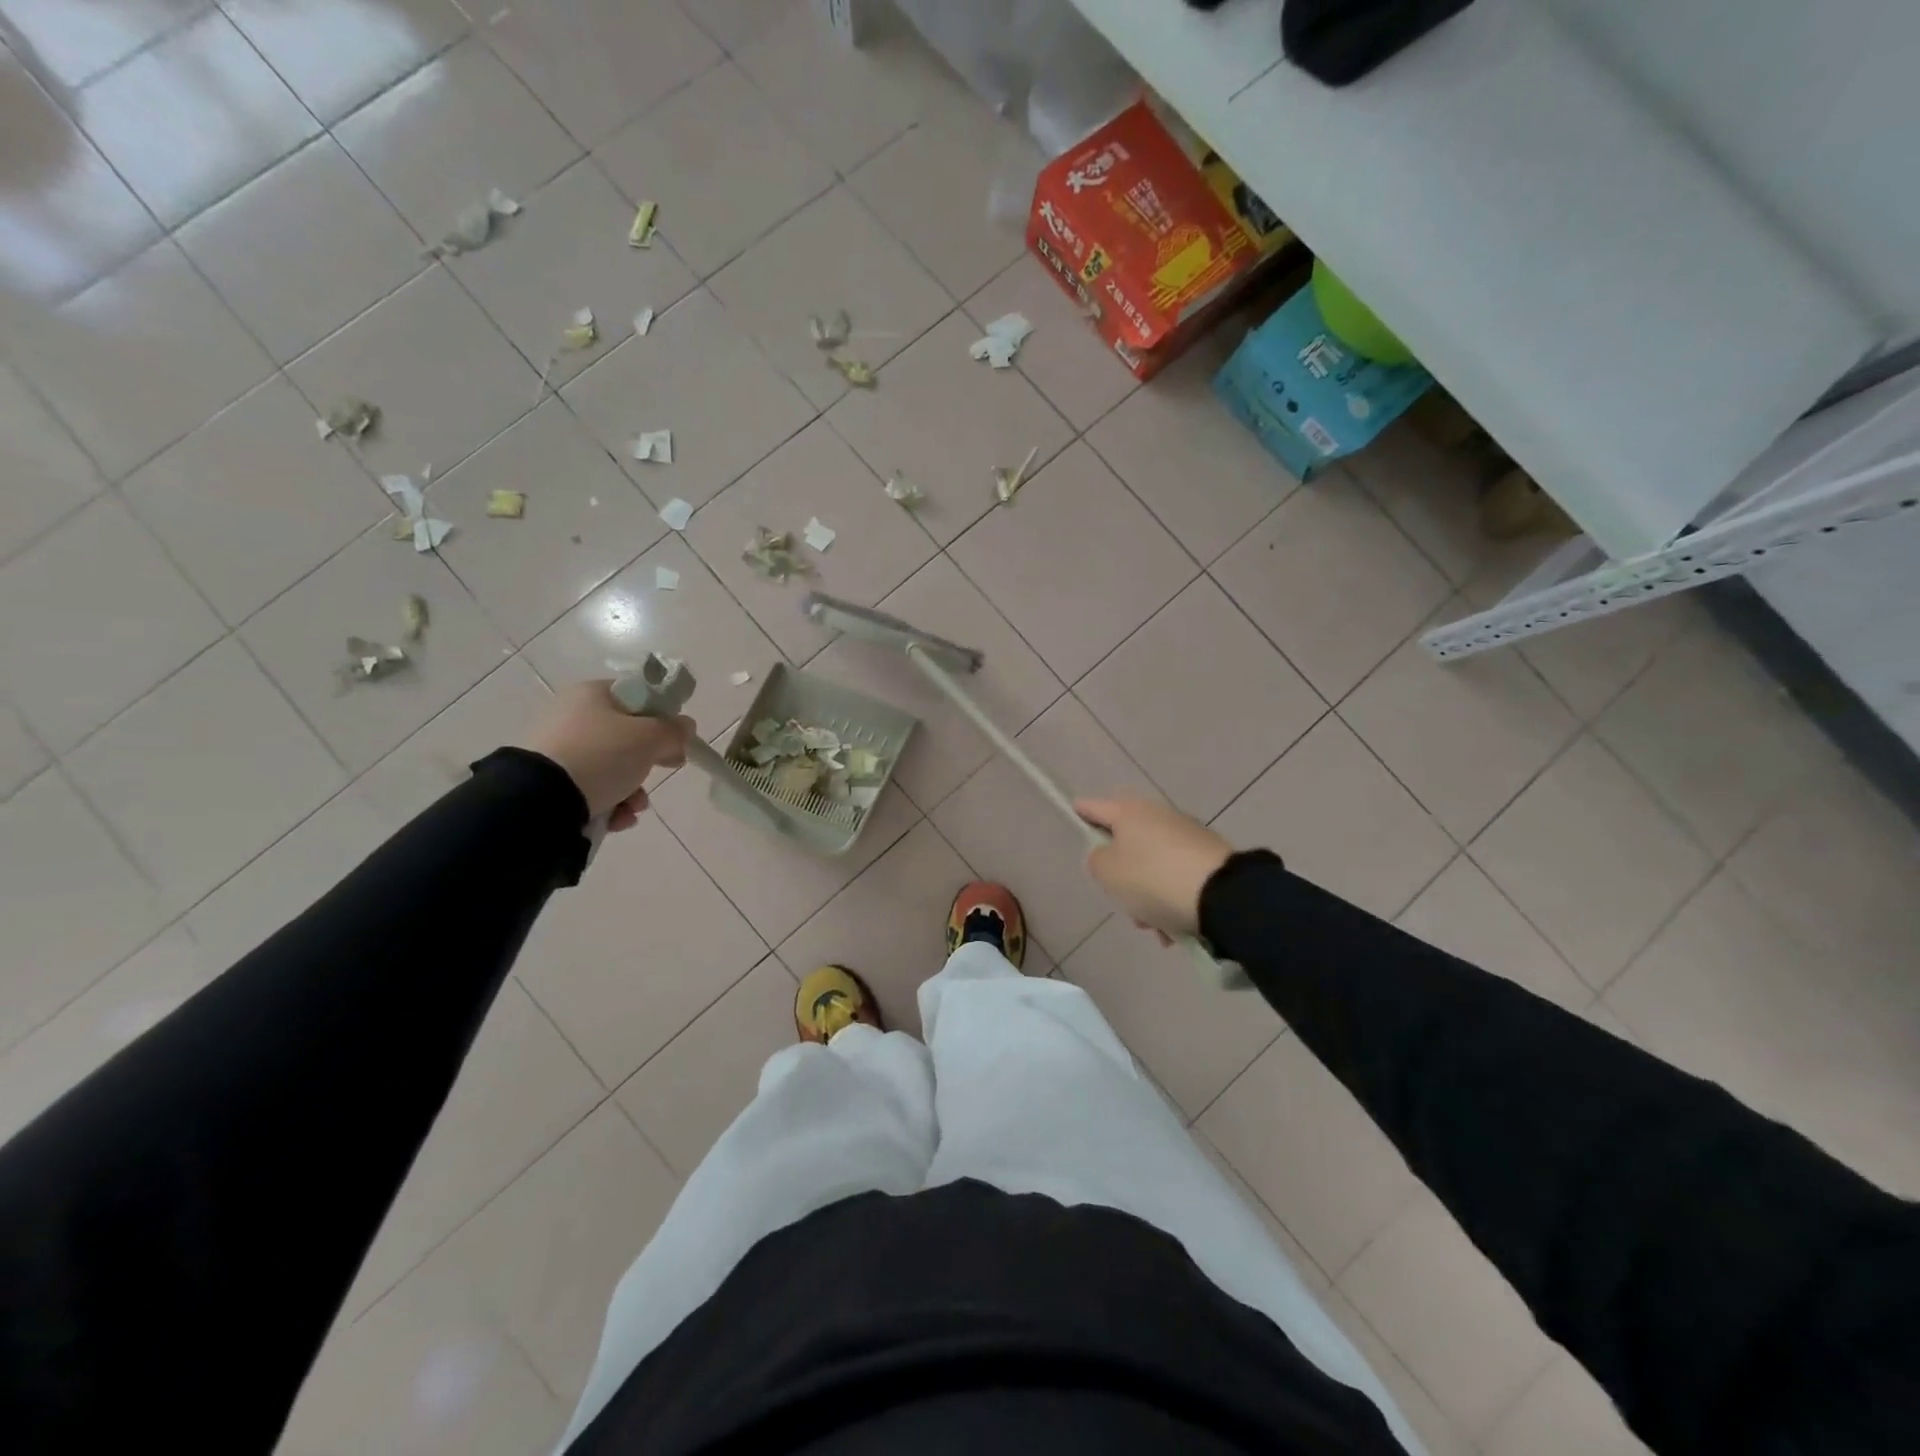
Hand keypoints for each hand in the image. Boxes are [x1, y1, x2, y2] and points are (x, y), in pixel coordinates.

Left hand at [522, 681, 693, 830]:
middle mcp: (571, 716)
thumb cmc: (602, 755)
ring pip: (611, 767)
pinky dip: (609, 803)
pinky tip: (616, 819)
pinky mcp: (547, 781)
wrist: (541, 800)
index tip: (675, 742)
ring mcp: (556, 750)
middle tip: (663, 772)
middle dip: (648, 763)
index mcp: (591, 694)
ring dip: (632, 790)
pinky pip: (590, 788)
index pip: (638, 698)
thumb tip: (686, 726)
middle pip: (626, 737)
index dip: (662, 719)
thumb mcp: (650, 738)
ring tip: (634, 808)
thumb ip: (675, 730)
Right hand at [1075, 796, 1232, 941]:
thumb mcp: (1108, 873)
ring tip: (1154, 928)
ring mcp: (1187, 834)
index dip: (1081, 811)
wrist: (1223, 895)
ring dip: (1148, 895)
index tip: (1073, 811)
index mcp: (1129, 812)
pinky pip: (1178, 877)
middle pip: (1126, 842)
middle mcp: (1158, 815)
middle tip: (1121, 901)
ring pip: (1153, 865)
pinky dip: (1172, 900)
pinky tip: (1174, 929)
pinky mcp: (1210, 857)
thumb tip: (1107, 854)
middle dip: (1121, 875)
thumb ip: (1097, 860)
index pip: (1095, 807)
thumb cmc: (1153, 879)